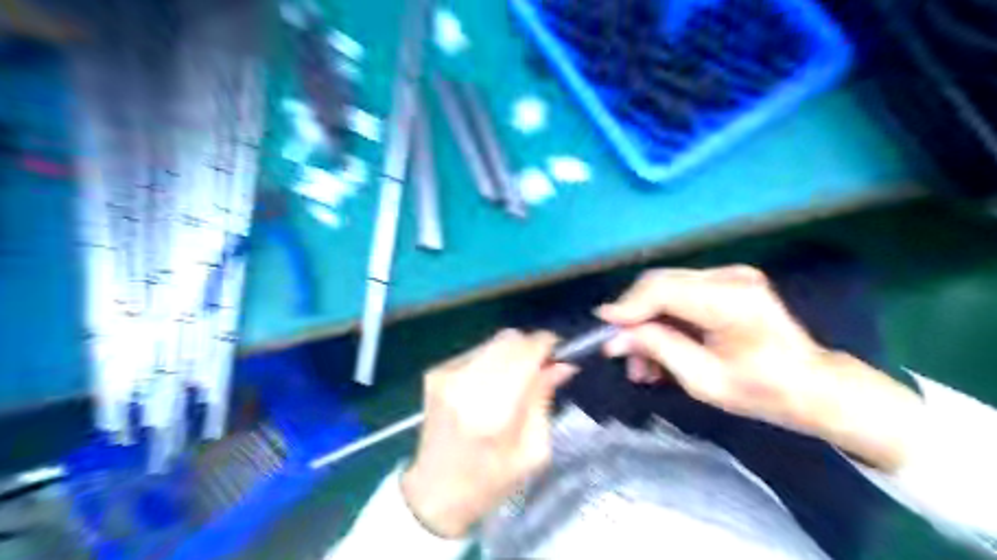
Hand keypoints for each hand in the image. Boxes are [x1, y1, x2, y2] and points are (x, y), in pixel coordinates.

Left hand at [403, 328, 577, 538]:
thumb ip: (544, 400)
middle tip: (543, 366)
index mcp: (492, 411)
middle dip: (531, 347)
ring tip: (518, 377)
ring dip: (512, 352)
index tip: (561, 351)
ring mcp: (446, 374)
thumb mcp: (533, 452)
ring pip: (493, 342)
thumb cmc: (490, 481)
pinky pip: (477, 351)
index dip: (547, 345)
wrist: (434, 493)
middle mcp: (465, 383)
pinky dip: (493, 359)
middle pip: (509, 340)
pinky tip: (493, 383)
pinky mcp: (436, 372)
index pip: (525, 353)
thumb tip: (561, 364)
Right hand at [594, 266, 921, 471]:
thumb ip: (657, 350)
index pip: (663, 289)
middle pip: (659, 282)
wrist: (812, 384)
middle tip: (622, 352)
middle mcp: (729, 277)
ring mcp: (730, 275)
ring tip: (642, 362)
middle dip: (633, 317)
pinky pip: (679, 293)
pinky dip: (663, 317)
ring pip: (665, 288)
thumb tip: (615, 337)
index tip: (602, 328)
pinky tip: (660, 347)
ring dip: (647, 320)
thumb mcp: (703, 380)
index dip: (627, 306)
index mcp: (731, 301)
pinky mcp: (726, 281)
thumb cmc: (763, 391)